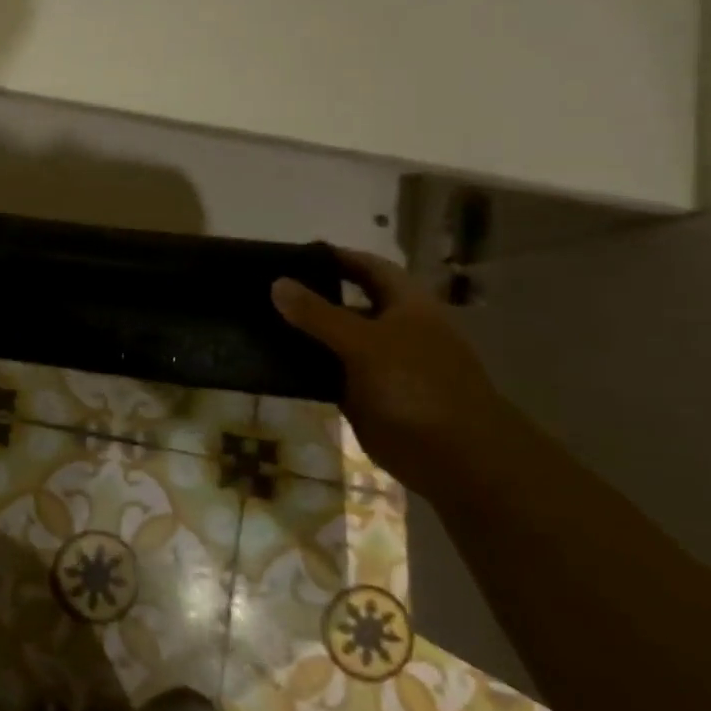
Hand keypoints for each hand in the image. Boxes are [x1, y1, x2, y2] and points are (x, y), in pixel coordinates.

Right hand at [271, 247, 505, 491]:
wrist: (453, 457)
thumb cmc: (417, 386)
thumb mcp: (364, 342)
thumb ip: (319, 314)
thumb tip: (277, 283)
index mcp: (407, 305)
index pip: (369, 268)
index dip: (337, 257)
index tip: (293, 254)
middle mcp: (394, 328)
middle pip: (348, 302)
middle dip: (312, 294)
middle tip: (264, 288)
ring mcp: (379, 364)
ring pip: (335, 339)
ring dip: (303, 332)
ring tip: (257, 321)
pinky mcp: (365, 395)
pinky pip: (329, 372)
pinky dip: (305, 366)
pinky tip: (272, 361)